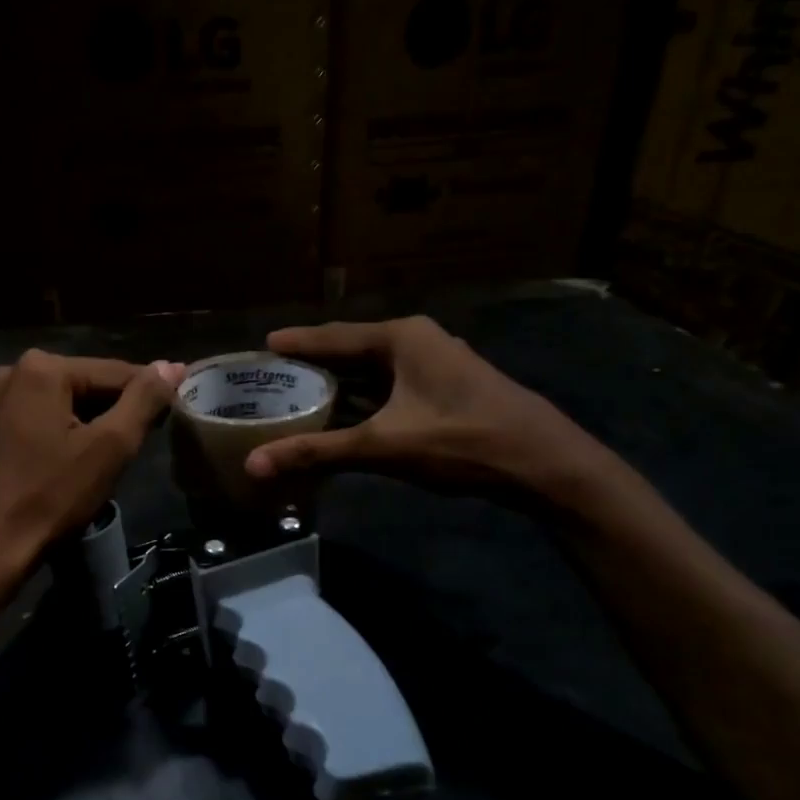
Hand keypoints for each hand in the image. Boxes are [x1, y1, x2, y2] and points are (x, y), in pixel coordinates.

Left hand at [0, 350, 183, 574]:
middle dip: (121, 409)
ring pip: (70, 401)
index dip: (151, 394)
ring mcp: (1, 397)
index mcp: (44, 367)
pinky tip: (85, 457)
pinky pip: (48, 415)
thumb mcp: (111, 446)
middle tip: (147, 440)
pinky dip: (71, 430)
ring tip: (119, 453)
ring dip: (98, 421)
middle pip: (91, 384)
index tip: (176, 414)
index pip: (118, 372)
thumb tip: (173, 366)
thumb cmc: (54, 494)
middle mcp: (17, 370)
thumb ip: (145, 400)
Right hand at [243, 317, 608, 497]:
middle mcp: (417, 340)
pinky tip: (346, 416)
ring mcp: (436, 363)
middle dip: (314, 365)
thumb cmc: (462, 440)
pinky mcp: (447, 387)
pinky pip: (391, 386)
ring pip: (373, 370)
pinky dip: (364, 399)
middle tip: (273, 377)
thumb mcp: (383, 445)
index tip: (263, 346)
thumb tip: (254, 464)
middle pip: (352, 350)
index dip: (296, 343)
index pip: (333, 335)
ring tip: (299, 396)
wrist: (545, 464)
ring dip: (340, 385)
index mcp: (401, 337)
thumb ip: (317, 452)